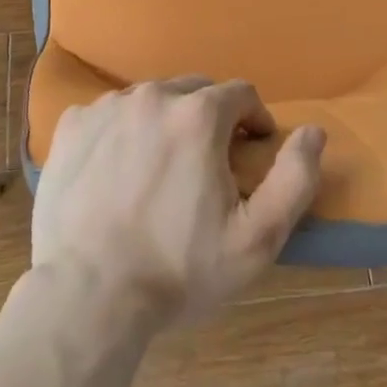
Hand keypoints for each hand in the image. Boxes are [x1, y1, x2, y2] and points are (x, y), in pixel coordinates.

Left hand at [32, 76, 325, 327]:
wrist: (87, 296)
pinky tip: (118, 171)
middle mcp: (152, 96)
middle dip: (210, 118)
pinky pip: (109, 114)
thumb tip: (314, 131)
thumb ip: (295, 178)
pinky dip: (122, 131)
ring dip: (166, 122)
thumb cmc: (178, 269)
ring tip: (162, 169)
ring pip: (150, 100)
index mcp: (198, 115)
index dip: (254, 120)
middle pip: (195, 91)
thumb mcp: (257, 238)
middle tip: (207, 164)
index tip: (251, 151)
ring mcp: (106, 108)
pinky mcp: (72, 125)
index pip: (241, 93)